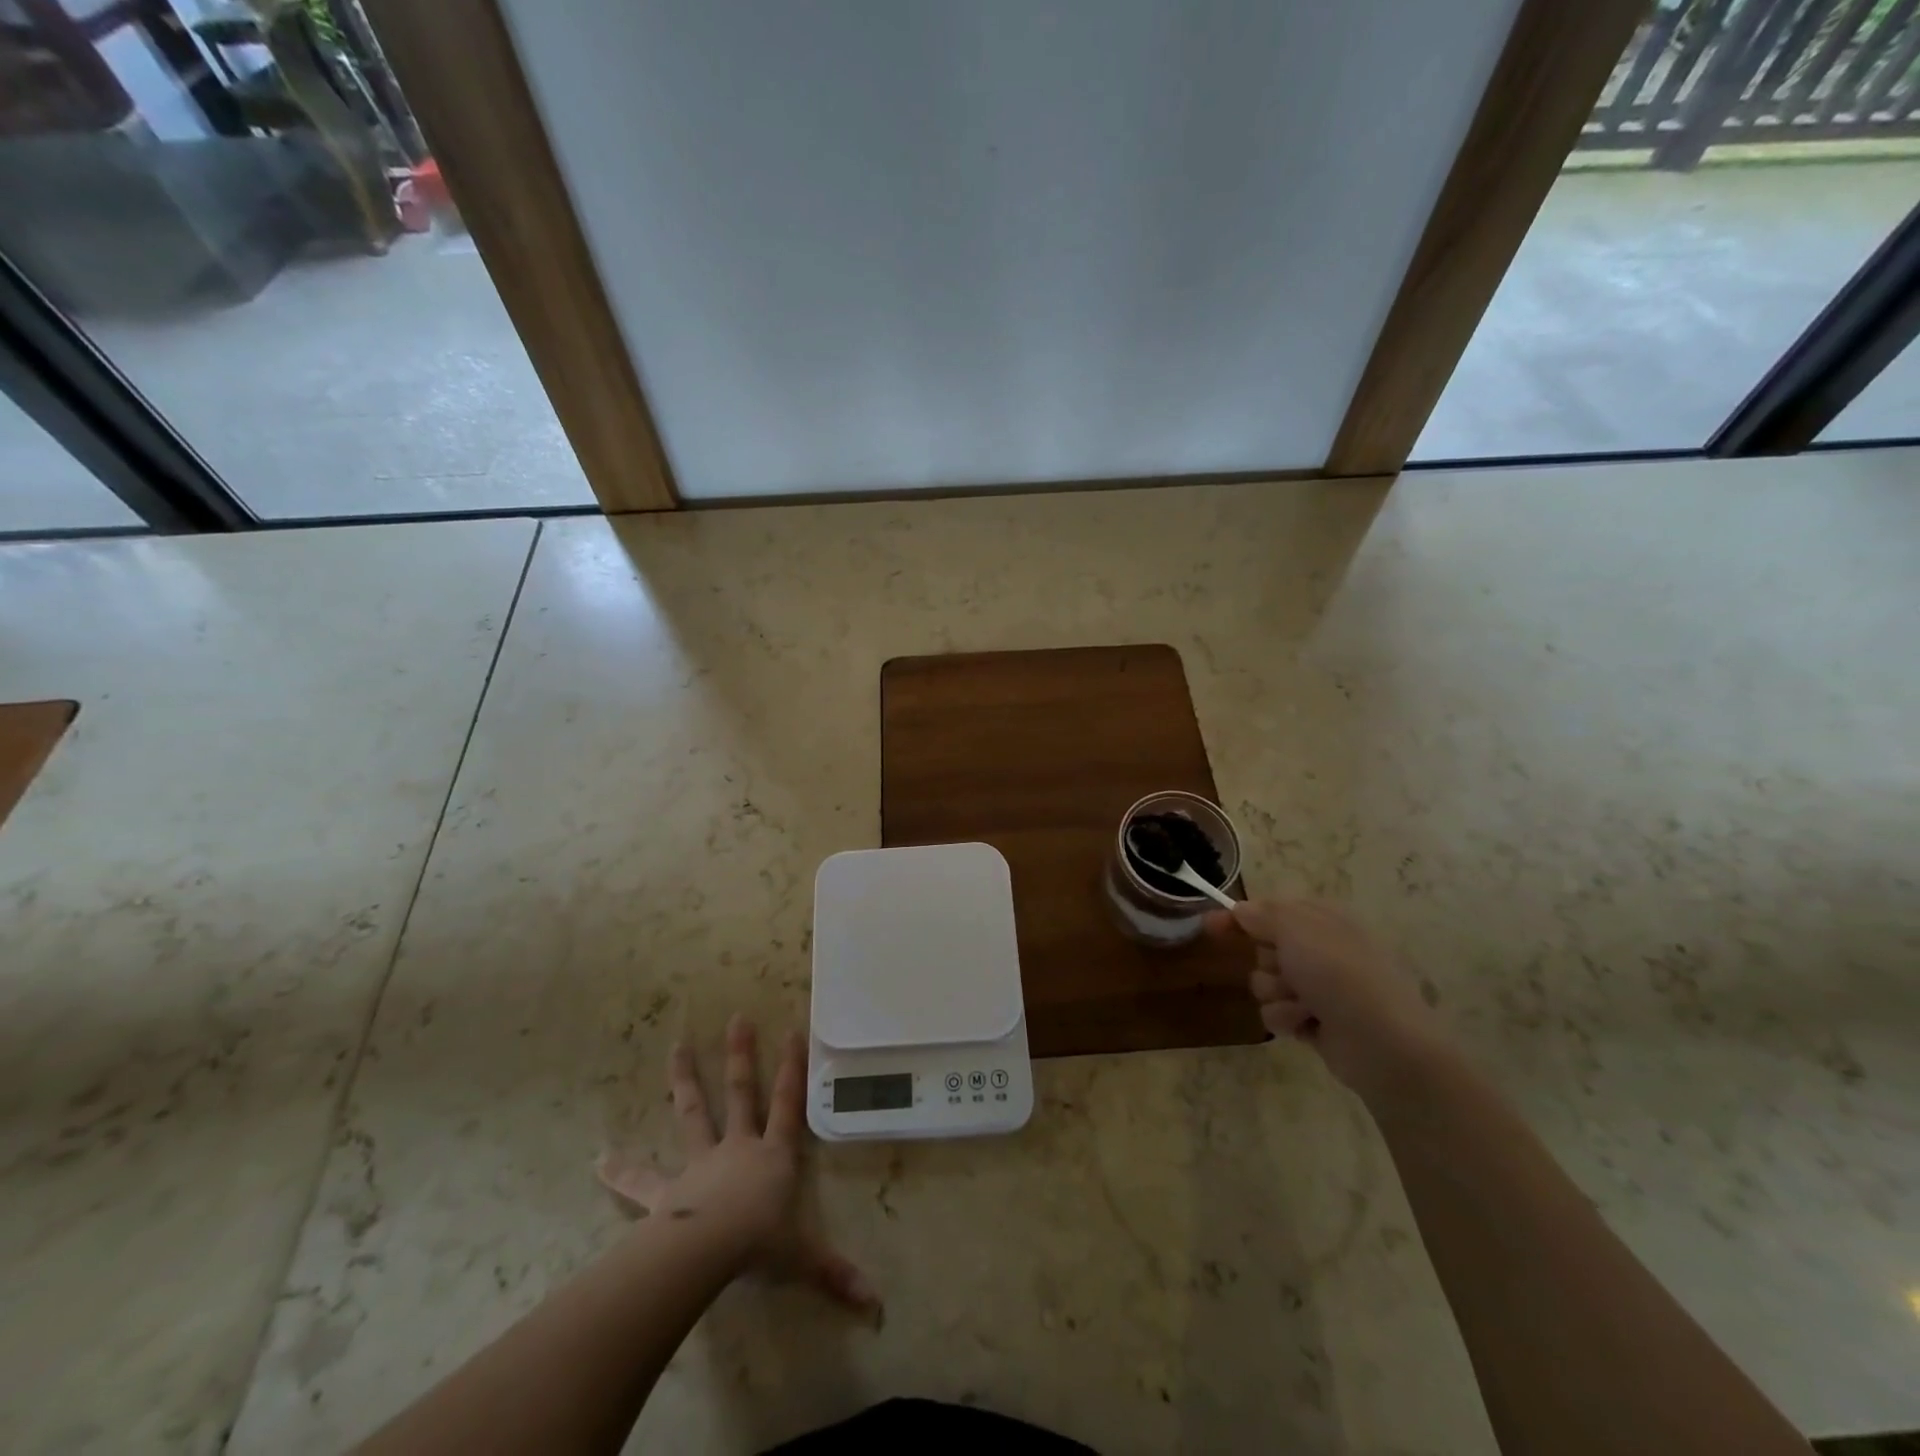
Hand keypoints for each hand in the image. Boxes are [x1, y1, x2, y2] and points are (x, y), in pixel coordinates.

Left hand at [596, 1015, 878, 1313]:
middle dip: (741, 1055)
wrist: (709, 1251)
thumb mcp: (803, 1258)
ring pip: (694, 1114)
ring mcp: (701, 1164)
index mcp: (773, 1156)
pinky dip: (621, 1171)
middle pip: (742, 1093)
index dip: (792, 1068)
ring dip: (685, 1080)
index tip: (792, 1030)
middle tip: (737, 1018)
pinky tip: (598, 1160)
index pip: (788, 1104)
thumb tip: (876, 1302)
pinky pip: (642, 1181)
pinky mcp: (668, 1192)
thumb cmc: (760, 1244)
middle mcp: (738, 1148)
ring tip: (676, 1047)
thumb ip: (835, 1273)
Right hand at [1208, 900, 1446, 1102]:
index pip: (1270, 910)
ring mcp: (1319, 988)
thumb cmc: (1340, 974)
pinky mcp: (1314, 1022)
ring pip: (1265, 983)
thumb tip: (1240, 909)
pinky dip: (1287, 1019)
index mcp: (1322, 920)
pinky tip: (1307, 1025)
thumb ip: (1263, 914)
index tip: (1210, 925)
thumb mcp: (1296, 929)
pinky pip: (1276, 1013)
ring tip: (1303, 1005)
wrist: (1384, 1043)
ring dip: (1276, 994)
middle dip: (1266, 962)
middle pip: (1263, 949)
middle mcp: (1320, 950)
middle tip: (1286, 970)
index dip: (1241, 917)